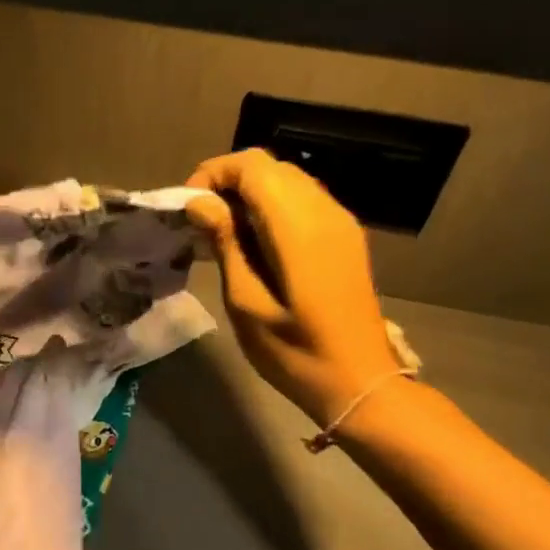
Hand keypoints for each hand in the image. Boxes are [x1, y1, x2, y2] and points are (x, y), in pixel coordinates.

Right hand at [186, 150, 400, 426]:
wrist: (360, 382)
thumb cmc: (295, 352)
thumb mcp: (246, 302)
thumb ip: (225, 243)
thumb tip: (200, 202)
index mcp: (297, 226)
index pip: (252, 166)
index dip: (214, 173)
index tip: (189, 207)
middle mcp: (323, 210)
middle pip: (270, 166)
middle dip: (229, 181)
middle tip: (202, 220)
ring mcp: (339, 221)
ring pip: (288, 179)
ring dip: (251, 193)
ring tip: (224, 231)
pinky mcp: (345, 236)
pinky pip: (304, 199)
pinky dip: (273, 205)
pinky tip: (257, 242)